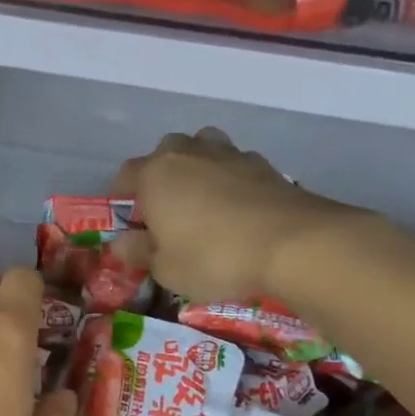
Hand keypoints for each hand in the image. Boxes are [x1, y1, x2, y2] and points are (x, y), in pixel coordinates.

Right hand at [114, 128, 349, 302]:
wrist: (292, 244)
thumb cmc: (214, 257)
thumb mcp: (166, 268)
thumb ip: (139, 252)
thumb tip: (121, 243)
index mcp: (156, 174)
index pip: (126, 173)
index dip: (121, 193)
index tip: (126, 215)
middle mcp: (189, 154)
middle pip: (167, 150)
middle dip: (162, 172)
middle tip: (166, 205)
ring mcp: (230, 155)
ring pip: (205, 147)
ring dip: (199, 165)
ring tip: (204, 197)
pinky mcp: (265, 166)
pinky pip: (237, 165)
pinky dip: (232, 179)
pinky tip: (239, 206)